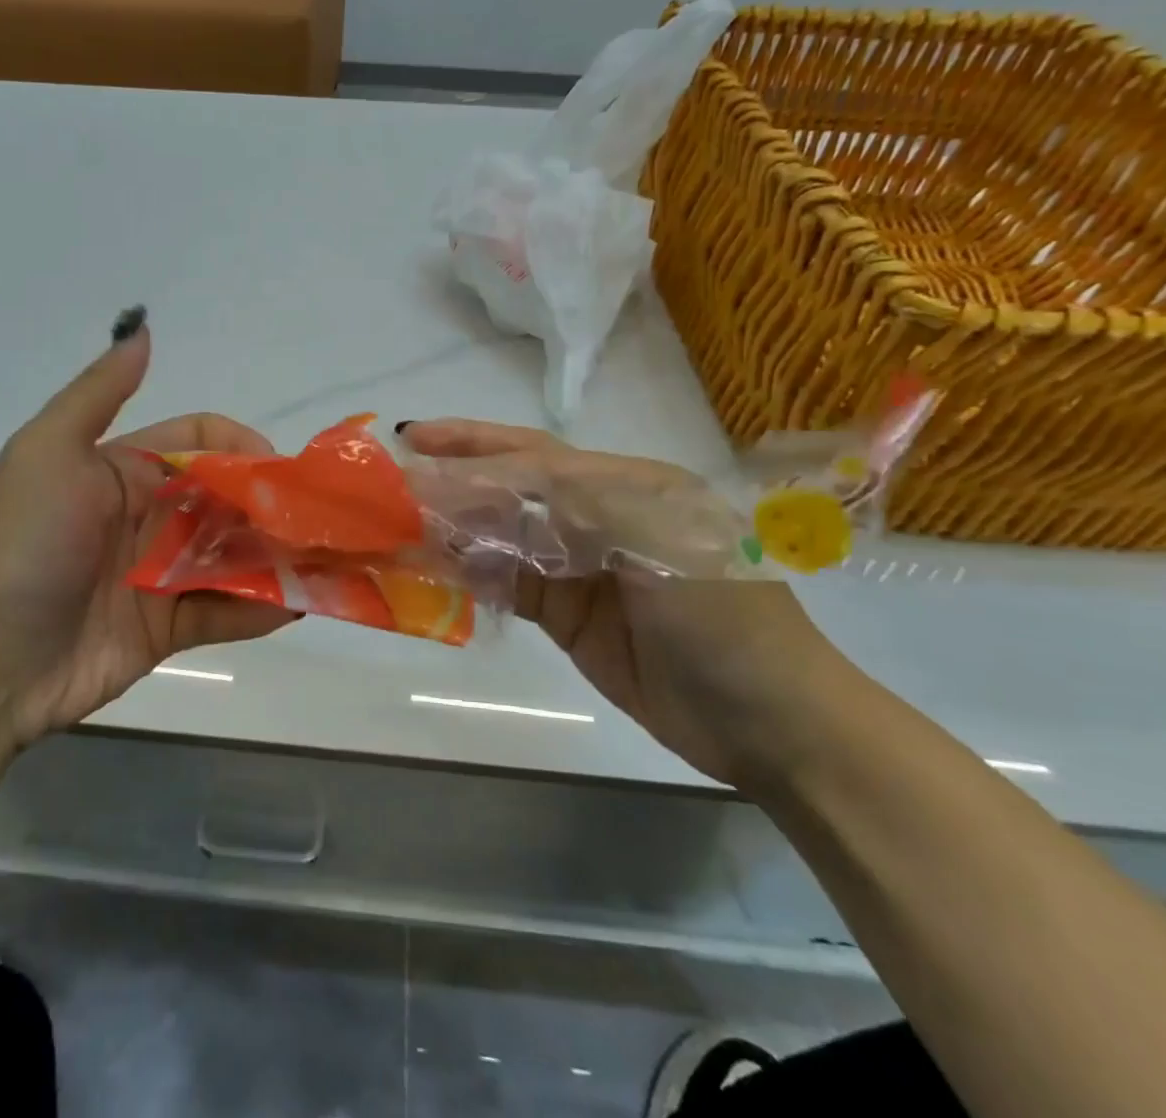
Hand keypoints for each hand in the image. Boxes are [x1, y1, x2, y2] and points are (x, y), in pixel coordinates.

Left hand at [0, 310, 294, 746]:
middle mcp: (150, 516)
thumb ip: (100, 392)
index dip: (240, 448)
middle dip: (271, 504)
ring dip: (278, 555)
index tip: (276, 470)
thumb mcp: (49, 451)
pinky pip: (226, 611)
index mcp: (126, 470)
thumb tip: (143, 328)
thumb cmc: (27, 543)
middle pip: (227, 499)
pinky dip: (262, 607)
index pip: (200, 443)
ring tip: (325, 560)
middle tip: (316, 520)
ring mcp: (162, 574)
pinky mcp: (171, 627)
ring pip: (235, 554)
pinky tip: (300, 606)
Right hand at [401, 419, 851, 788]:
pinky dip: (469, 575)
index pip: (534, 455)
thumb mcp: (658, 538)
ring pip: (502, 536)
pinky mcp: (568, 614)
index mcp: (626, 484)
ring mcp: (580, 568)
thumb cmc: (724, 617)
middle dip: (453, 480)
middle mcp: (598, 516)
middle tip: (391, 479)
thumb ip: (575, 499)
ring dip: (453, 528)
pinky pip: (507, 584)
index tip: (414, 439)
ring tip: (396, 523)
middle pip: (510, 489)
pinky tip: (432, 570)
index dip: (473, 445)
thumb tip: (489, 481)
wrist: (774, 726)